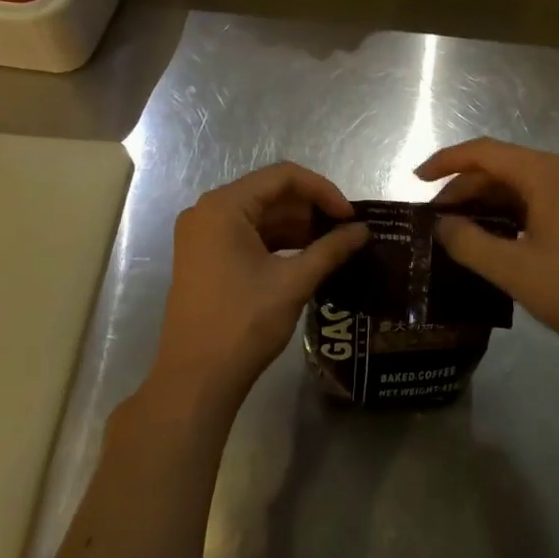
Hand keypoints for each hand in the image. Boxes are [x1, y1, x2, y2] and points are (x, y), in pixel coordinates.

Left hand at [151, 163, 368, 407]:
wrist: (195, 381)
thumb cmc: (243, 324)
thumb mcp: (293, 283)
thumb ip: (331, 249)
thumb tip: (363, 231)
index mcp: (224, 207)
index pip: (283, 176)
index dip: (323, 190)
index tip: (350, 216)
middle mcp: (208, 212)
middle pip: (270, 193)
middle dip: (311, 209)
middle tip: (346, 231)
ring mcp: (203, 236)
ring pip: (261, 215)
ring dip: (298, 227)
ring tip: (333, 246)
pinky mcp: (205, 258)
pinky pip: (248, 236)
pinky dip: (278, 242)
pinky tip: (307, 258)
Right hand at [418, 138, 558, 367]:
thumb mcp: (512, 269)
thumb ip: (469, 243)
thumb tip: (441, 225)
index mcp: (544, 173)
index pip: (484, 152)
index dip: (446, 162)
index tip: (416, 180)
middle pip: (500, 166)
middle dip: (463, 187)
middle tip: (434, 219)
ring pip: (517, 184)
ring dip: (485, 201)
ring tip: (456, 229)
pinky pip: (535, 199)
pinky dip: (507, 212)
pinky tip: (491, 237)